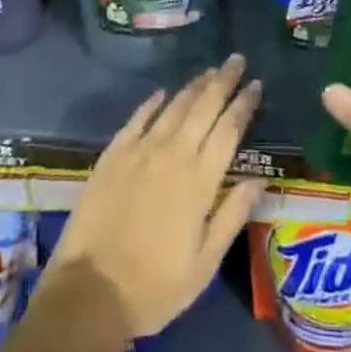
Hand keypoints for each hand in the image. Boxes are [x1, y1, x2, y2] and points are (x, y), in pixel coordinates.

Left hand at [45, 53, 266, 338]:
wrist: (90, 291)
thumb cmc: (155, 286)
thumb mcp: (204, 264)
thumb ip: (232, 216)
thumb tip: (259, 180)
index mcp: (200, 181)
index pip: (229, 130)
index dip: (244, 104)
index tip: (256, 84)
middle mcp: (173, 154)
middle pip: (204, 106)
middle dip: (223, 80)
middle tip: (236, 60)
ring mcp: (141, 149)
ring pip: (174, 105)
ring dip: (194, 85)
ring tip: (209, 70)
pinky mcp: (114, 153)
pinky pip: (138, 117)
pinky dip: (153, 102)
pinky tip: (162, 92)